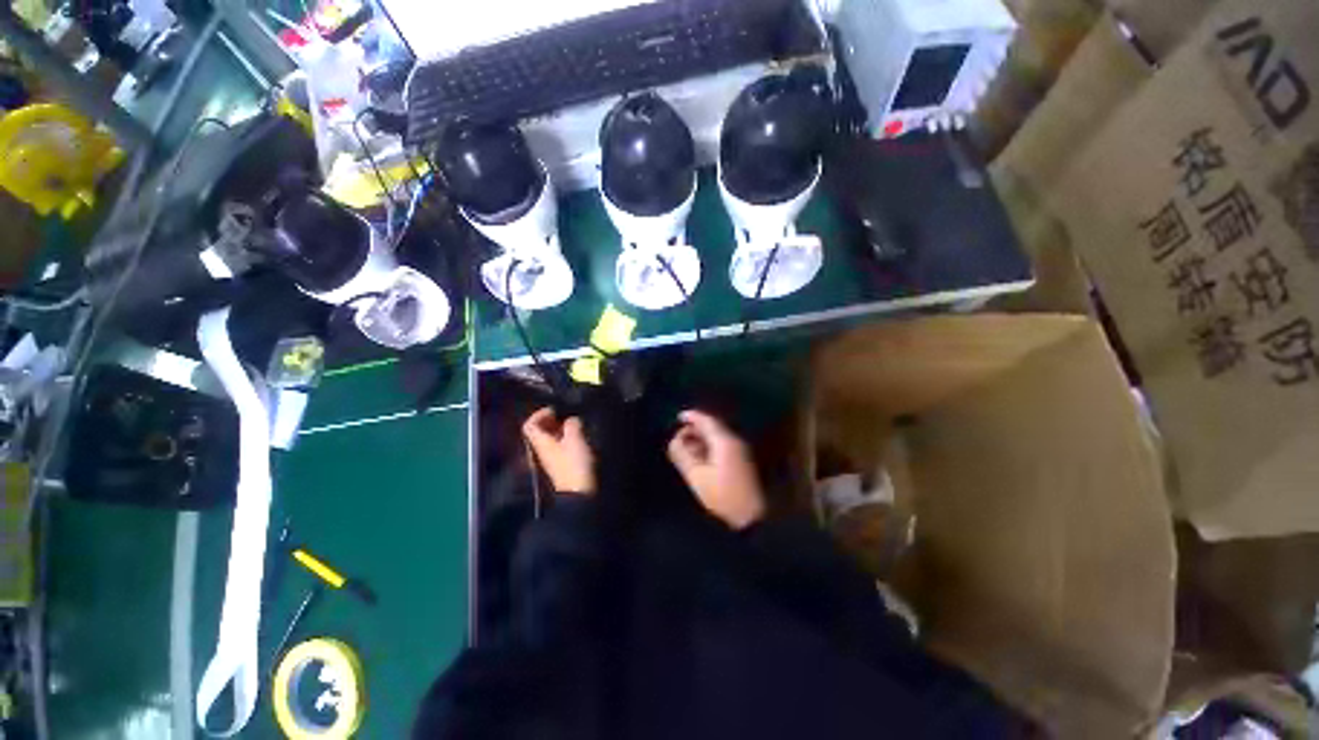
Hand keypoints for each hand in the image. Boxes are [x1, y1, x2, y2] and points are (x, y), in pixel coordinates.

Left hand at [523, 408, 595, 494]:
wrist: (579, 493)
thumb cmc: (575, 464)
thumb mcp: (575, 439)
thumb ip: (572, 425)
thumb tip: (571, 419)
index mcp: (541, 443)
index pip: (529, 426)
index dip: (539, 414)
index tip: (554, 409)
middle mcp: (542, 450)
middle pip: (539, 432)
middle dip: (551, 421)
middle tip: (566, 415)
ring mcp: (550, 459)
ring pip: (549, 439)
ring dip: (559, 429)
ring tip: (574, 425)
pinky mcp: (560, 465)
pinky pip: (558, 447)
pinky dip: (565, 439)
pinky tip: (578, 438)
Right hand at [667, 410, 764, 529]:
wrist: (751, 515)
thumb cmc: (722, 495)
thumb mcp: (696, 476)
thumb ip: (682, 455)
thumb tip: (675, 440)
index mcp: (724, 441)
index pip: (707, 421)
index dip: (692, 416)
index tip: (679, 416)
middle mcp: (735, 441)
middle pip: (714, 426)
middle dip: (696, 428)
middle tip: (681, 435)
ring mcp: (741, 450)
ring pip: (719, 436)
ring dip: (703, 437)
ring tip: (689, 447)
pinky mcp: (743, 460)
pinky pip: (723, 444)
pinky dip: (711, 445)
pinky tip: (703, 456)